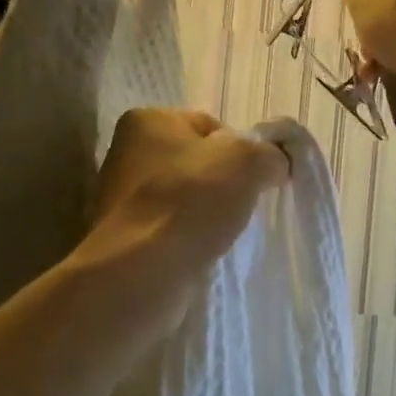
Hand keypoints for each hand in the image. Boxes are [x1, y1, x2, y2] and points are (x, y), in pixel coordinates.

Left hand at [76, 109, 290, 331]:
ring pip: (185, 199)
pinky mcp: (124, 238)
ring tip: (222, 234)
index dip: (241, 150)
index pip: (210, 125)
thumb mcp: (248, 161)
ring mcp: (121, 198)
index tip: (254, 179)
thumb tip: (274, 163)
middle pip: (197, 162)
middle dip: (224, 183)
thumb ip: (268, 153)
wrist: (141, 275)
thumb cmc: (190, 202)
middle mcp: (127, 153)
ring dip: (207, 214)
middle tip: (242, 206)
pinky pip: (171, 230)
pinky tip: (202, 253)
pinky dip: (189, 239)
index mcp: (149, 120)